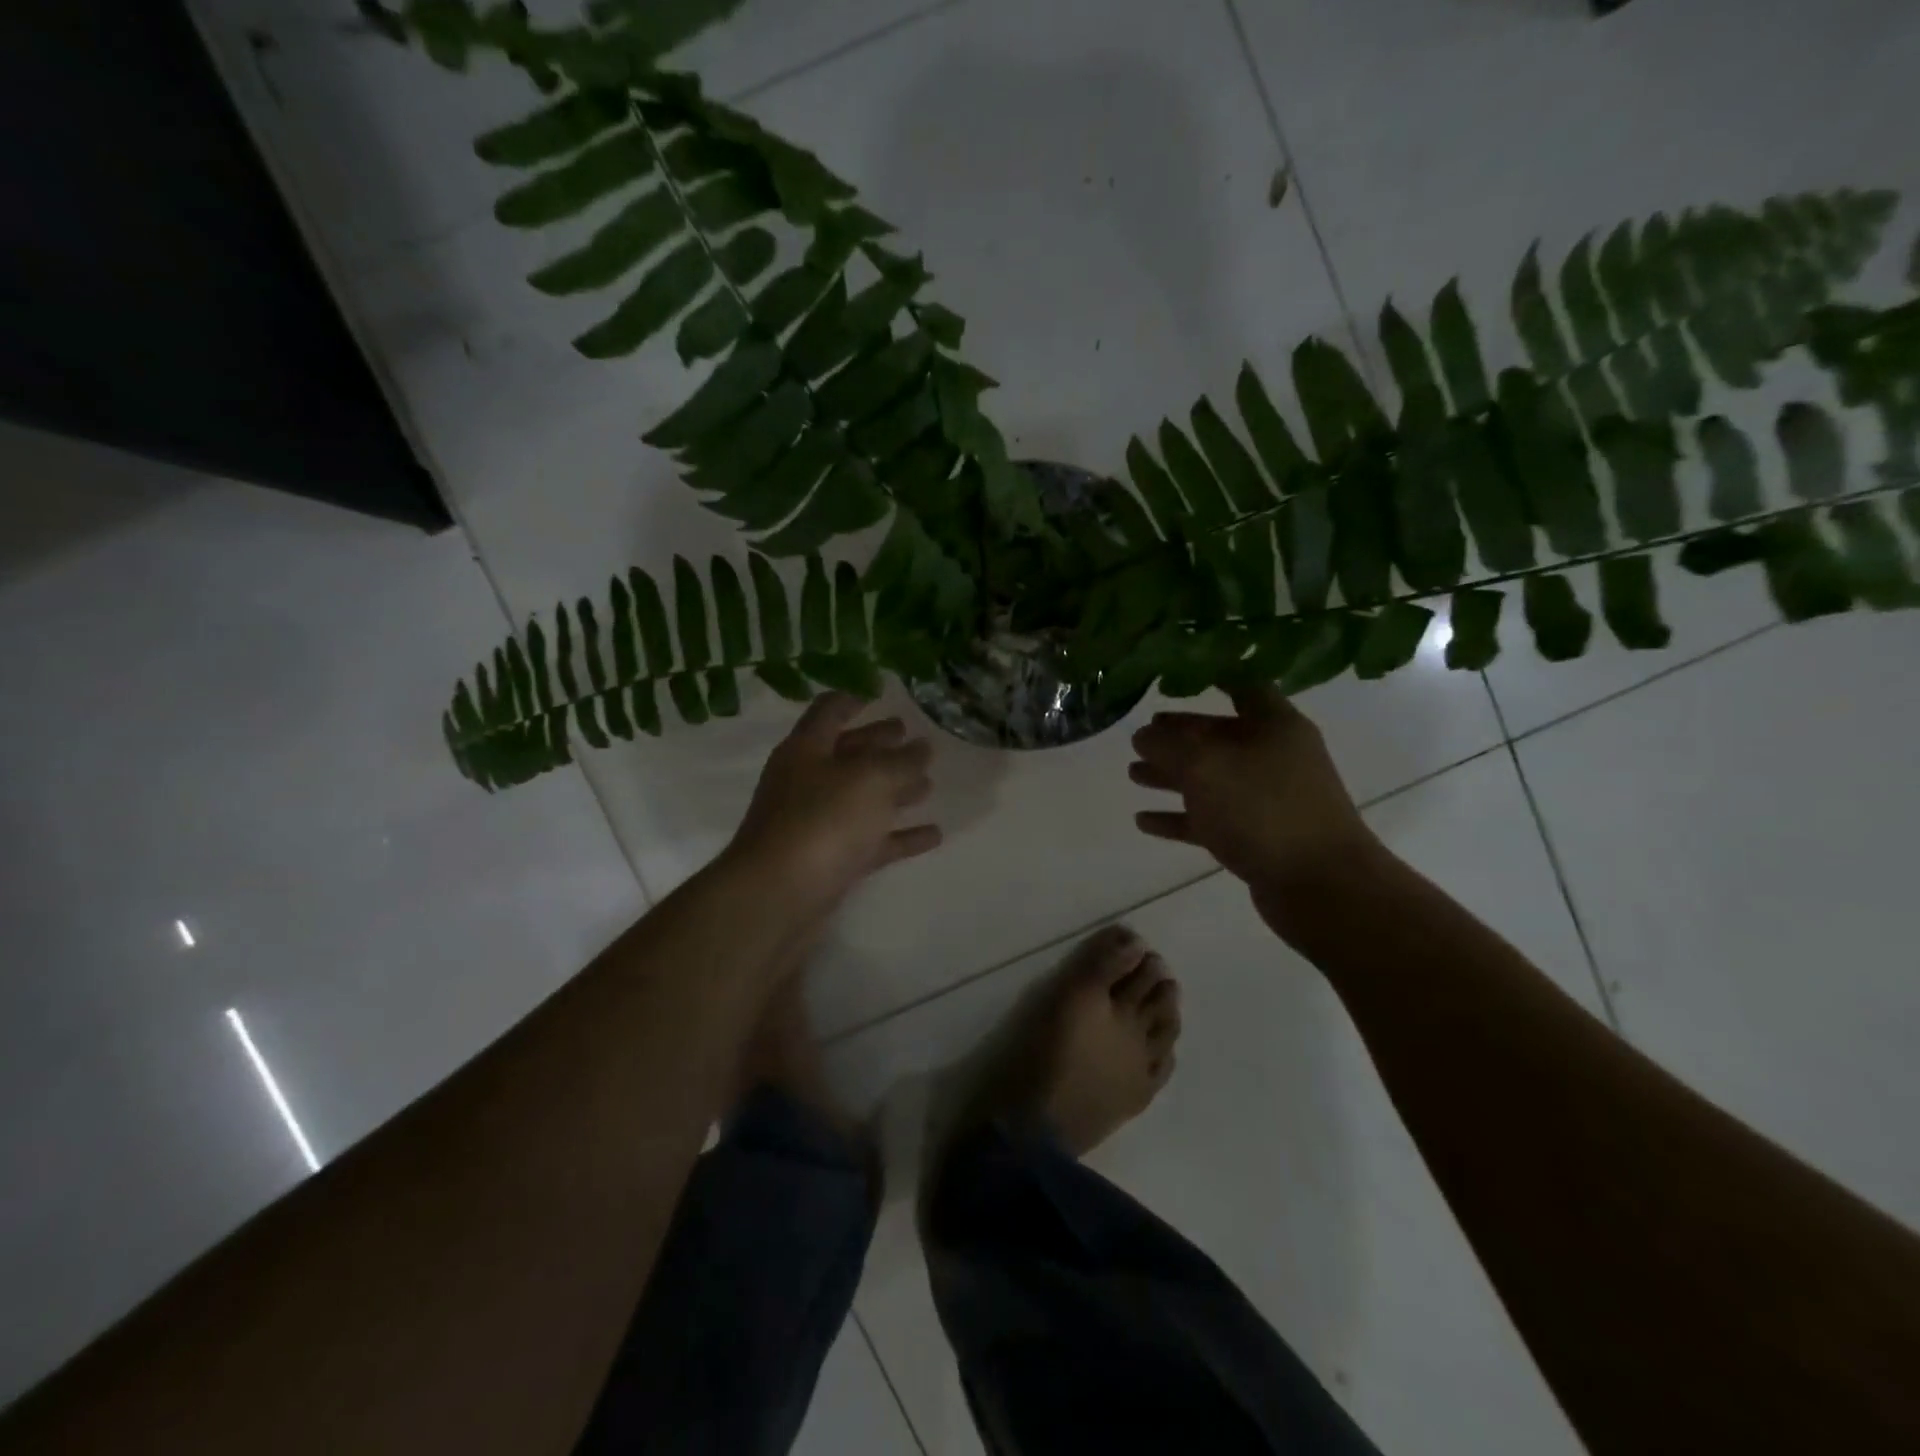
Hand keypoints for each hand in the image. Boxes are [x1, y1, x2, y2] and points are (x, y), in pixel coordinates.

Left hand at [725, 694, 942, 918]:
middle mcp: (808, 781)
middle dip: (881, 744)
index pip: (830, 710)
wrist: (778, 895)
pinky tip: (934, 834)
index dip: (855, 698)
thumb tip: (923, 747)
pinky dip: (900, 835)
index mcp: (807, 749)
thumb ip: (901, 761)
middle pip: (848, 754)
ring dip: (894, 789)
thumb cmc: (822, 820)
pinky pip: (871, 840)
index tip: (882, 691)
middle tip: (914, 736)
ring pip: (862, 798)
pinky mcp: (831, 860)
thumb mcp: (870, 779)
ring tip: (929, 783)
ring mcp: (818, 823)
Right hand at [1129, 685, 1383, 902]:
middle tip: (1141, 735)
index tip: (1176, 678)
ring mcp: (1267, 799)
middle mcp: (1274, 756)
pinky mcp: (1258, 837)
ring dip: (1172, 775)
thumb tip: (1144, 735)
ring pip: (1211, 779)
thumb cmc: (1263, 808)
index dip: (1213, 677)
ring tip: (1132, 774)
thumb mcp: (1205, 765)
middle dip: (1179, 735)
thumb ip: (1167, 745)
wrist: (1320, 884)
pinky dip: (1179, 818)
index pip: (1244, 687)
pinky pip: (1210, 819)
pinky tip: (1144, 820)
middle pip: (1220, 736)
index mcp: (1274, 725)